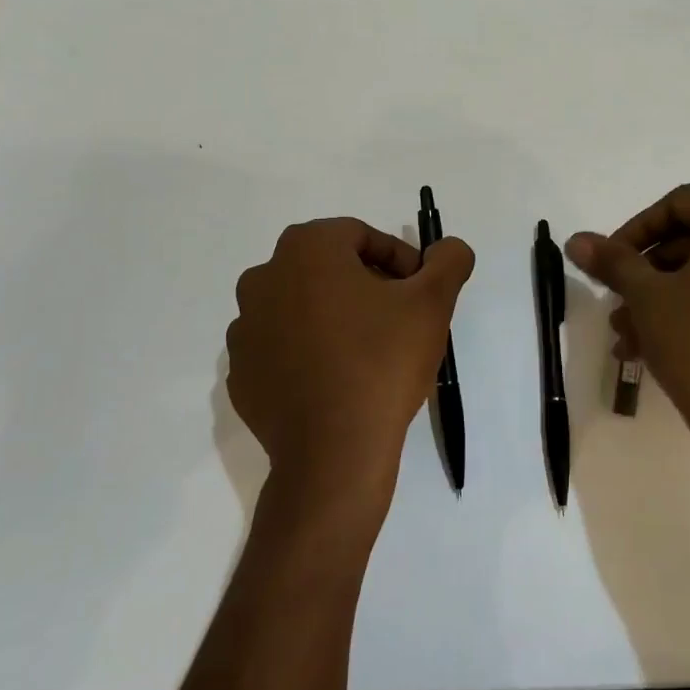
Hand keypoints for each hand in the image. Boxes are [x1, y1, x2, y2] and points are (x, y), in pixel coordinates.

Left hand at [226, 218, 474, 520]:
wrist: (334, 452)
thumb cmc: (382, 362)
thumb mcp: (433, 302)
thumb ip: (448, 260)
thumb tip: (448, 249)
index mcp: (306, 249)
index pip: (361, 237)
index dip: (399, 260)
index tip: (419, 293)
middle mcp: (264, 278)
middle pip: (328, 269)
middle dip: (366, 286)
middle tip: (399, 320)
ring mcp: (245, 328)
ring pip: (303, 307)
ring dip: (335, 318)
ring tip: (369, 353)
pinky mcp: (241, 372)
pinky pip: (282, 348)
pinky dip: (309, 353)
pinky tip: (338, 380)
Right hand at [566, 185, 689, 482]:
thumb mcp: (646, 296)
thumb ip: (613, 261)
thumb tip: (576, 240)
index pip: (680, 203)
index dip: (636, 230)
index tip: (609, 262)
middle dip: (649, 271)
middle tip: (618, 300)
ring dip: (668, 294)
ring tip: (628, 334)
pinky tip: (660, 344)